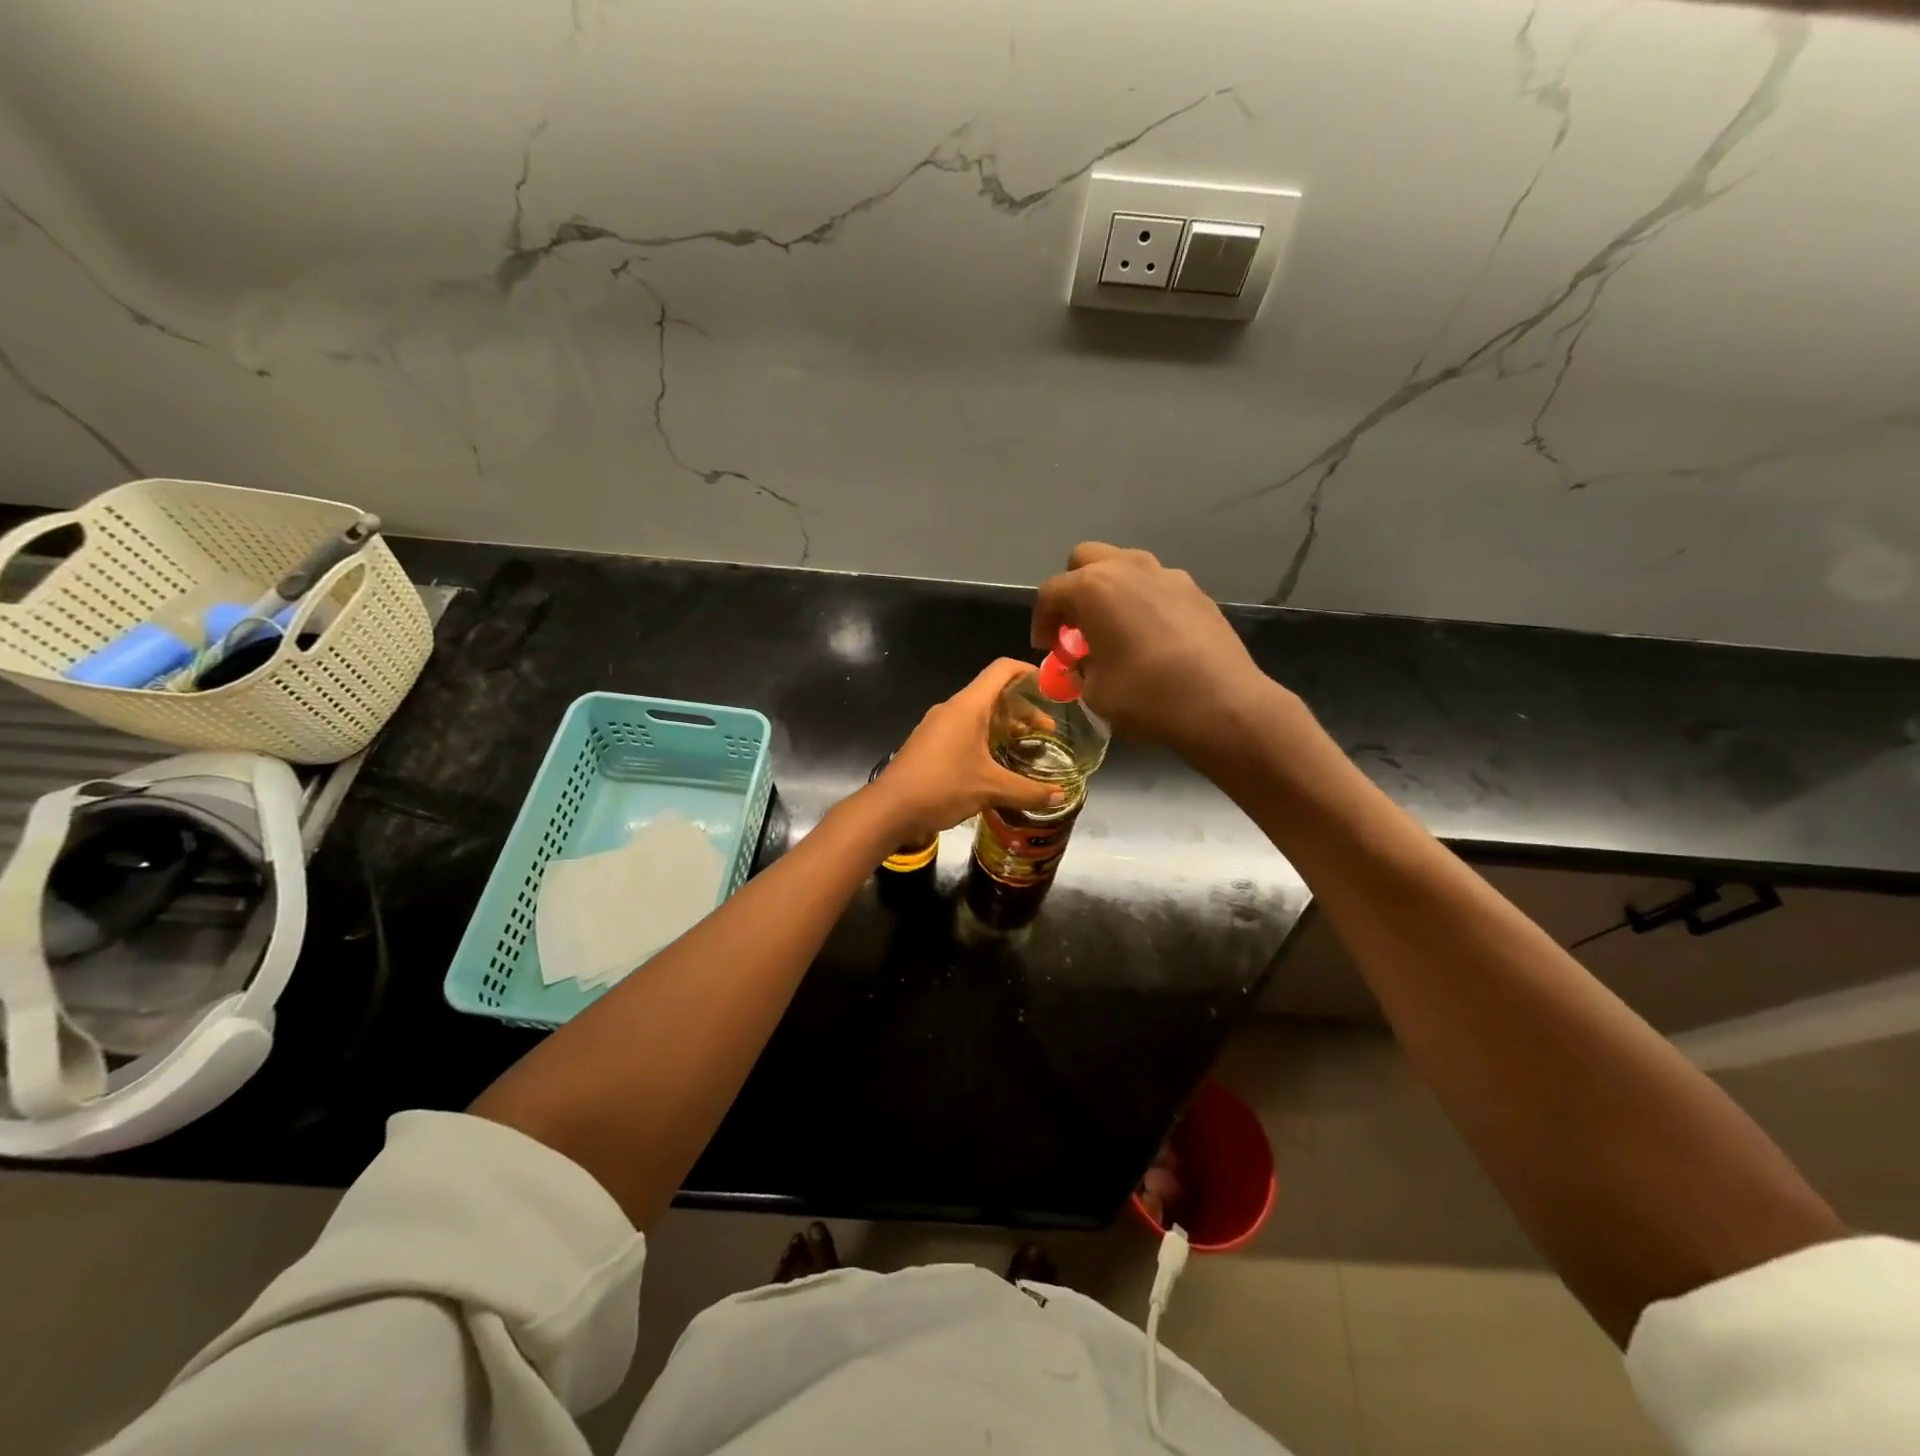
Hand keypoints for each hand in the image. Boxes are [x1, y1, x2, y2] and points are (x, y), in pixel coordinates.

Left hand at [869, 659, 1064, 840]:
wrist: (890, 809)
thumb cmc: (942, 787)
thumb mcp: (990, 788)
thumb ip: (1028, 790)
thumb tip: (1060, 795)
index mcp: (968, 706)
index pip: (1002, 670)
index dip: (1029, 671)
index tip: (1052, 687)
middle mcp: (952, 709)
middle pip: (993, 694)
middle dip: (1023, 709)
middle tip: (1046, 732)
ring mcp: (937, 725)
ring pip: (978, 714)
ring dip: (1004, 726)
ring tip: (1026, 748)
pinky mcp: (929, 743)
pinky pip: (963, 730)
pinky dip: (985, 737)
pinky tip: (996, 763)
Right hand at [1032, 543, 1280, 758]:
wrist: (1223, 704)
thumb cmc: (1146, 697)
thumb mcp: (1093, 691)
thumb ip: (1080, 665)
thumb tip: (1086, 659)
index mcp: (1094, 588)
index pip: (1051, 592)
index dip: (1041, 621)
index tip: (1046, 648)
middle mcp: (1129, 568)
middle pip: (1086, 559)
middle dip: (1073, 589)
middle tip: (1076, 627)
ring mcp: (1168, 575)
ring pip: (1125, 566)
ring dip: (1110, 590)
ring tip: (1114, 629)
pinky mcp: (1196, 591)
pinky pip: (1156, 586)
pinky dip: (1143, 602)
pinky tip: (1151, 638)